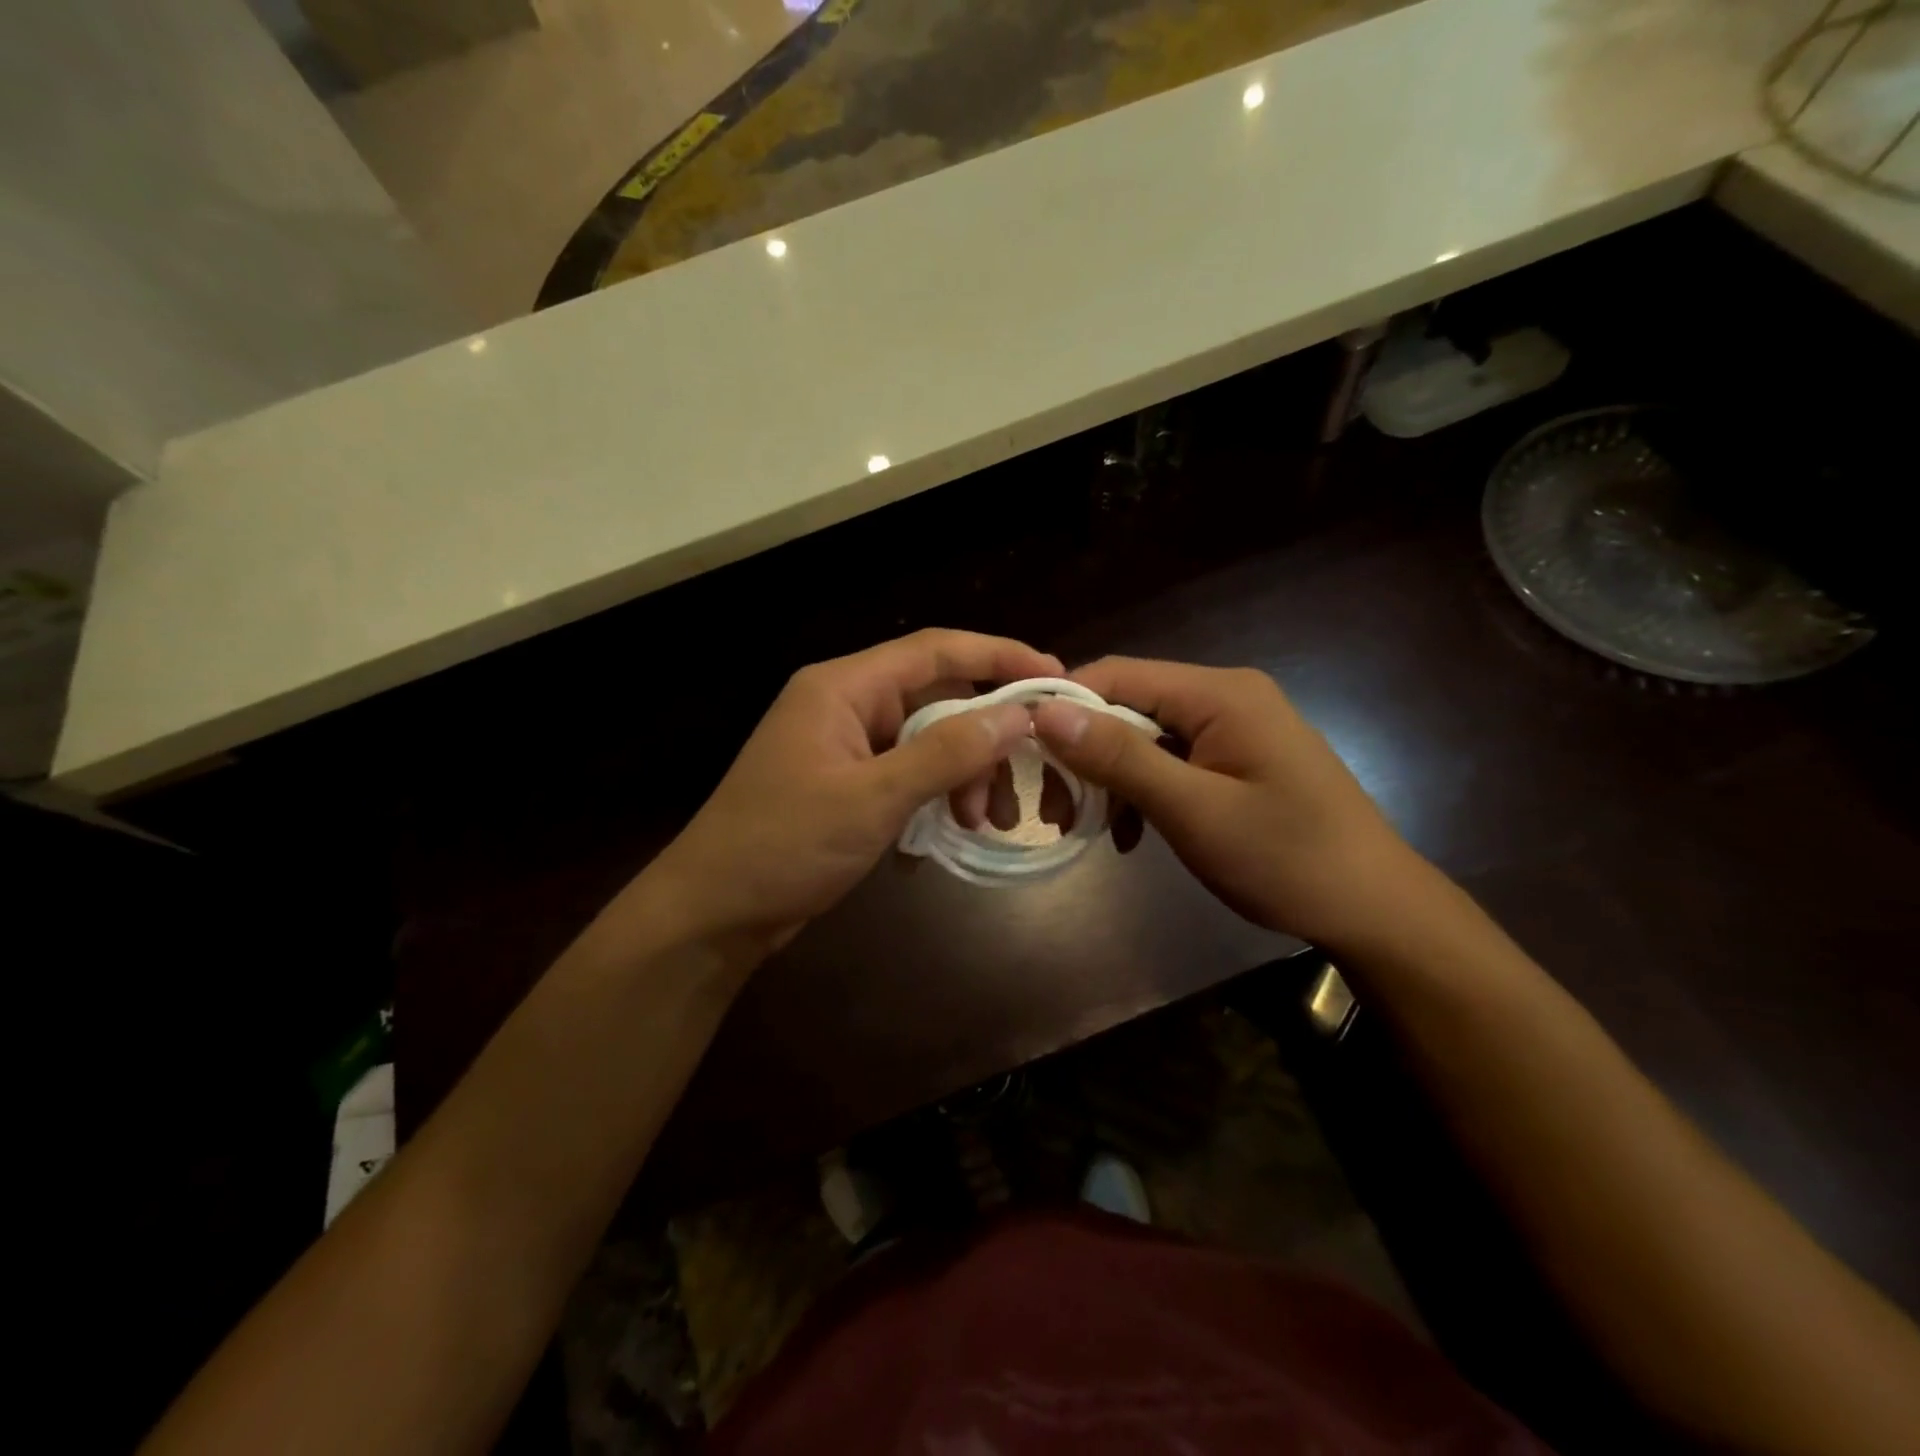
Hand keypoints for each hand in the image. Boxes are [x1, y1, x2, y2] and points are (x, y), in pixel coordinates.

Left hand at [644, 629, 1059, 952]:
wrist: (714, 912)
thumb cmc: (784, 845)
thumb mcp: (873, 798)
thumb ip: (947, 752)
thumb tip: (1018, 715)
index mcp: (843, 687)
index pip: (935, 650)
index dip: (999, 656)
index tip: (1054, 678)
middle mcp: (846, 704)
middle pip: (936, 698)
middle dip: (983, 737)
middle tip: (1021, 780)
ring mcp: (846, 745)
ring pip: (927, 740)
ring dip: (963, 774)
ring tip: (984, 822)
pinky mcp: (847, 783)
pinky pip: (908, 772)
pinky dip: (936, 794)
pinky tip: (952, 829)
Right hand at [1032, 657, 1427, 949]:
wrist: (1375, 909)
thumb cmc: (1286, 859)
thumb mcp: (1194, 811)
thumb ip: (1121, 757)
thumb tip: (1046, 711)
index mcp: (1219, 693)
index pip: (1117, 674)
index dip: (1063, 705)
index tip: (1021, 753)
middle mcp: (1224, 695)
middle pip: (1128, 705)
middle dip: (1084, 752)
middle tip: (1054, 808)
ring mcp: (1233, 727)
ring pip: (1144, 736)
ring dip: (1109, 777)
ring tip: (1082, 826)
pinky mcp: (1236, 758)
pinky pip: (1170, 760)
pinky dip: (1141, 791)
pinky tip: (1128, 833)